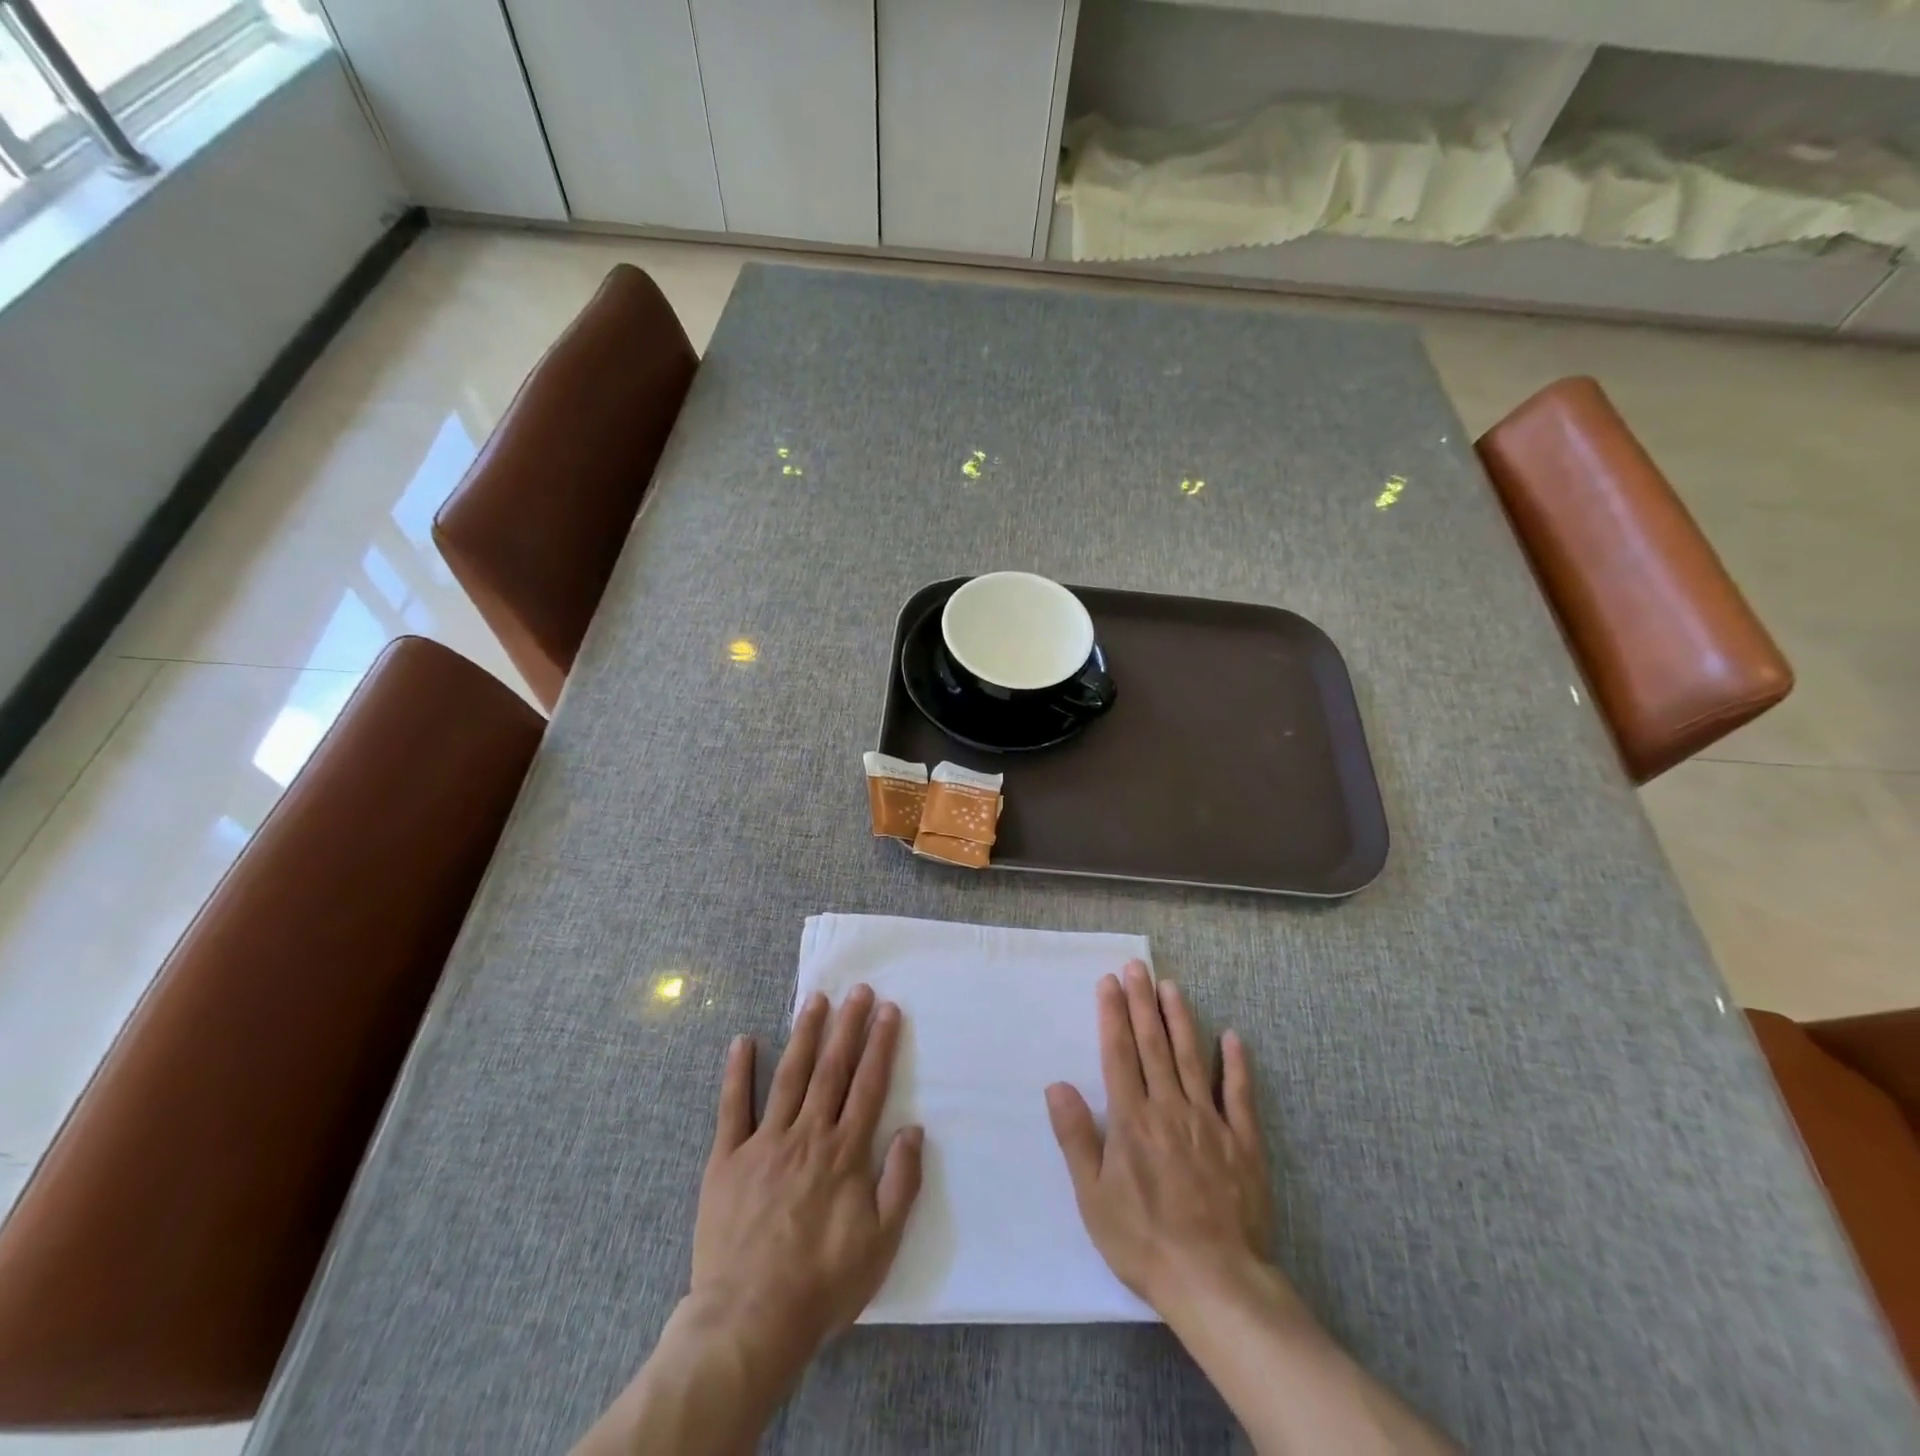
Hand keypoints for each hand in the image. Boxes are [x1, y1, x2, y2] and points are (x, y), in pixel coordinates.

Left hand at [692, 985, 923, 1359]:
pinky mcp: (727, 1159)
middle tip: (857, 989)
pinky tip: (743, 1040)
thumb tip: (914, 1130)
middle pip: (832, 1069)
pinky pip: (732, 1107)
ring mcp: (764, 1143)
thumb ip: (901, 1183)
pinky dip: (737, 1071)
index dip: (880, 1044)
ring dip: (804, 1035)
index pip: (868, 1085)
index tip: (888, 1009)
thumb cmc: (822, 1284)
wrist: (749, 1321)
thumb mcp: (881, 1244)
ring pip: (789, 1076)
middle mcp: (807, 1135)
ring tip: (815, 1000)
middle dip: (847, 1025)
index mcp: (844, 1153)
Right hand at [1045, 961, 1272, 1315]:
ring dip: (1180, 1019)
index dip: (1112, 1014)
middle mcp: (1169, 1108)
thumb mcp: (1093, 1197)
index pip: (1118, 1053)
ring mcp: (1209, 1122)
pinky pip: (1239, 1095)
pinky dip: (1235, 1064)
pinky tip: (1232, 1036)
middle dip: (1142, 1002)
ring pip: (1192, 1058)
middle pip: (1153, 1045)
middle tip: (1138, 966)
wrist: (1215, 1282)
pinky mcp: (1242, 1142)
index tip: (1109, 982)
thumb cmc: (1144, 1241)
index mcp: (1132, 1119)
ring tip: (1171, 986)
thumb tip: (1056, 1085)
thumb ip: (1076, 1137)